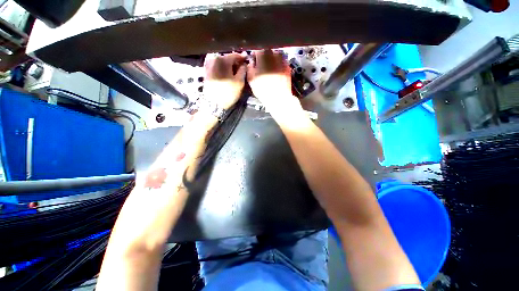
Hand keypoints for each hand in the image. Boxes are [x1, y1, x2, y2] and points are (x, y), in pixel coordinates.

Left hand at [203, 53, 246, 109]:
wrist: (213, 104)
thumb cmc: (228, 93)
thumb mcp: (239, 82)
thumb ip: (243, 70)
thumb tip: (244, 64)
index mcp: (222, 60)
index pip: (235, 55)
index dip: (242, 58)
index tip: (247, 61)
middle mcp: (213, 58)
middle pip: (227, 57)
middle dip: (235, 62)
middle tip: (241, 67)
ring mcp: (208, 64)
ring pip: (222, 61)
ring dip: (228, 65)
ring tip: (234, 72)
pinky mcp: (206, 70)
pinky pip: (216, 66)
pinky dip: (222, 68)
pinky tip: (226, 74)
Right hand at [247, 50, 302, 116]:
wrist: (279, 98)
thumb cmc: (263, 89)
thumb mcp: (251, 79)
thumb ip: (250, 67)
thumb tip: (251, 62)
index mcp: (263, 55)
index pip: (257, 50)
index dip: (255, 56)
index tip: (254, 62)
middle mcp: (274, 54)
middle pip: (267, 52)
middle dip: (264, 58)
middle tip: (262, 68)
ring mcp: (283, 60)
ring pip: (275, 57)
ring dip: (272, 61)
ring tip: (269, 71)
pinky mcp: (288, 67)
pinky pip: (281, 63)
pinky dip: (278, 66)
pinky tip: (276, 74)